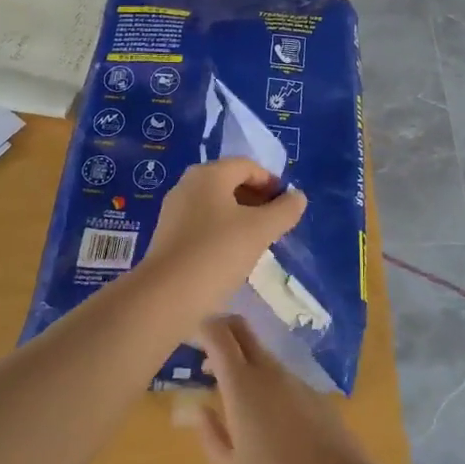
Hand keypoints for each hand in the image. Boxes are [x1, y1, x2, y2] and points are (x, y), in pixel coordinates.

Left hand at [138, 159, 305, 317]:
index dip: (271, 182)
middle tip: (275, 224)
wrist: (166, 296)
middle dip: (256, 199)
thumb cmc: (217, 253)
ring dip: (240, 217)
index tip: (287, 207)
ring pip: (216, 204)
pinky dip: (222, 231)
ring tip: (258, 241)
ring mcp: (174, 210)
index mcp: (209, 174)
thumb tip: (298, 197)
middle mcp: (188, 184)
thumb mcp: (260, 230)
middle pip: (230, 182)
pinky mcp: (168, 235)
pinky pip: (202, 223)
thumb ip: (284, 210)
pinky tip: (232, 255)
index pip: (248, 166)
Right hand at [190, 314, 384, 463]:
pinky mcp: (318, 397)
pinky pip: (284, 380)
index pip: (219, 333)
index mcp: (243, 385)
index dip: (204, 328)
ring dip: (245, 366)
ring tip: (236, 407)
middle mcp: (271, 372)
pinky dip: (268, 387)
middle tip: (208, 364)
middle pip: (243, 330)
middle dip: (223, 333)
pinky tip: (271, 427)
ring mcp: (298, 382)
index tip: (192, 344)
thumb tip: (200, 409)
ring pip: (264, 357)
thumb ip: (210, 435)